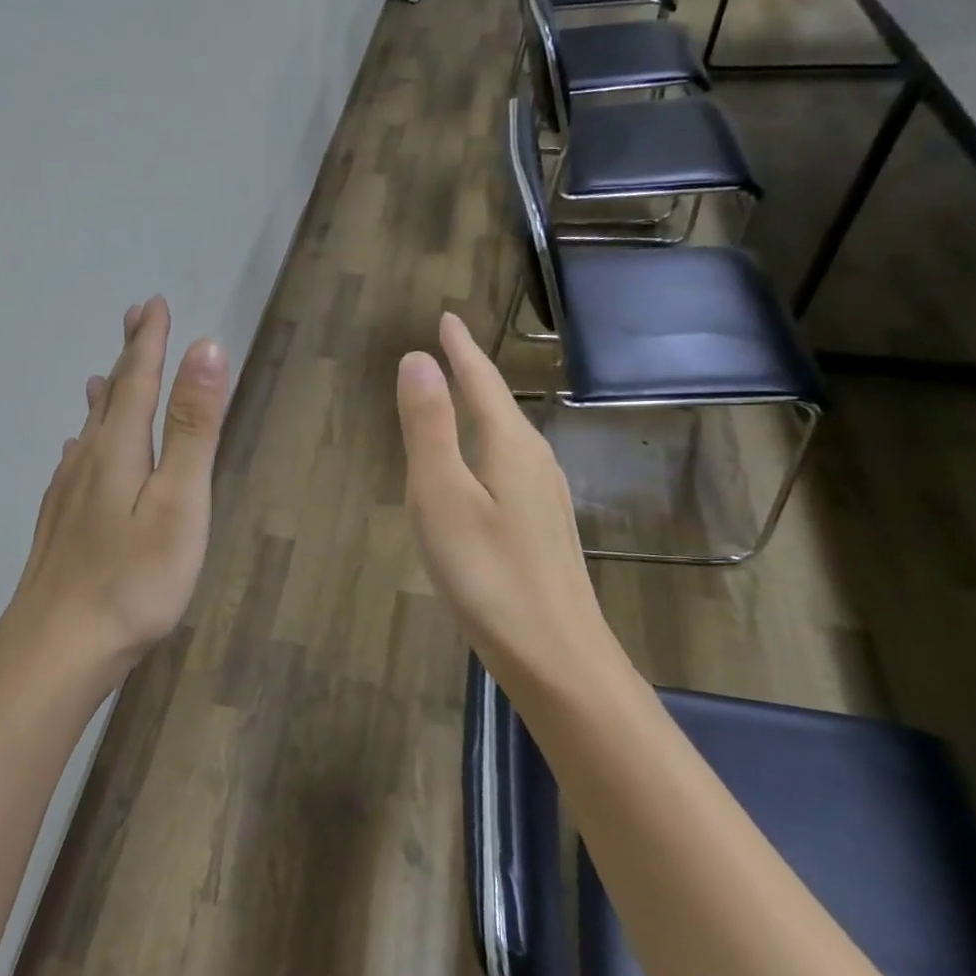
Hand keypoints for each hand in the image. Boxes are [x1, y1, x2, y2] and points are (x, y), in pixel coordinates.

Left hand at [0, 296, 229, 702]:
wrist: (58, 646)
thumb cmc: (133, 578)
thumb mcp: (179, 501)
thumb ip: (191, 427)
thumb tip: (205, 347)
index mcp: (118, 448)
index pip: (138, 379)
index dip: (149, 341)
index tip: (154, 304)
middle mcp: (86, 459)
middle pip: (110, 396)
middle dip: (127, 356)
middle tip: (135, 320)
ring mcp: (66, 493)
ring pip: (88, 429)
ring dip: (104, 395)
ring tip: (104, 375)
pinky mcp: (59, 523)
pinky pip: (74, 461)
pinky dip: (85, 440)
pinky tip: (78, 451)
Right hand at [395, 312, 609, 687]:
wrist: (556, 657)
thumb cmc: (487, 574)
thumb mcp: (441, 497)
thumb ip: (429, 428)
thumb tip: (418, 360)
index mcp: (510, 447)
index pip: (482, 382)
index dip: (461, 350)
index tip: (447, 318)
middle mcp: (536, 463)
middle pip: (500, 405)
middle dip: (474, 374)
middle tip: (449, 350)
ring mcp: (546, 499)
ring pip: (508, 438)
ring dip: (484, 410)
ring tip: (462, 397)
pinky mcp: (543, 529)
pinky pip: (511, 467)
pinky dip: (488, 446)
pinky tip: (482, 469)